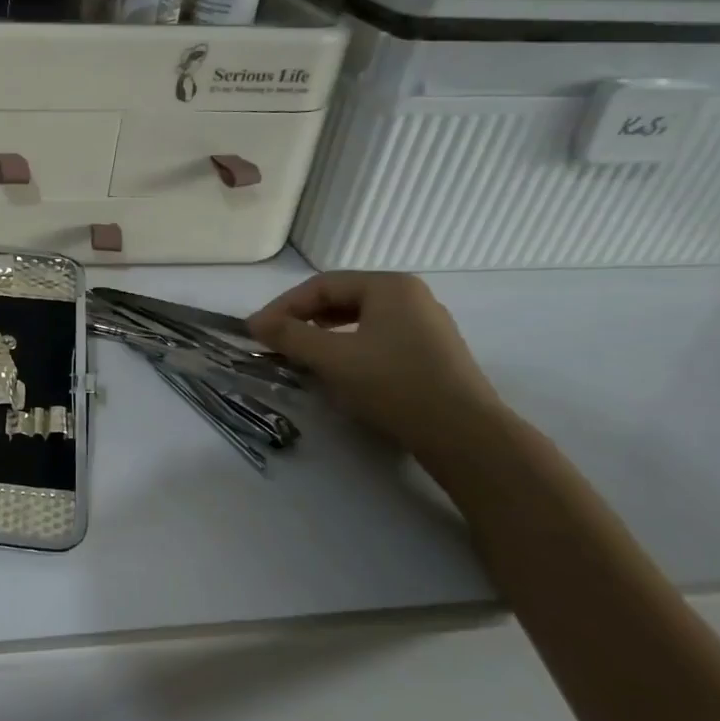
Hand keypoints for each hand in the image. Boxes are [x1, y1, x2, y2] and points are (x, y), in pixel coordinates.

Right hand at [247, 272, 504, 450]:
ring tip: (300, 354)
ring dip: (323, 334)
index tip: (255, 331)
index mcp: (389, 286)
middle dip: (303, 319)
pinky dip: (349, 347)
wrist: (465, 435)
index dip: (283, 306)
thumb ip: (290, 336)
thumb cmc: (394, 384)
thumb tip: (254, 323)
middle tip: (274, 340)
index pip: (322, 285)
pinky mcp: (432, 354)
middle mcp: (411, 297)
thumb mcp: (332, 358)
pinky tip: (338, 369)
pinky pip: (378, 338)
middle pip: (342, 299)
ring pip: (359, 320)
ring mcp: (426, 325)